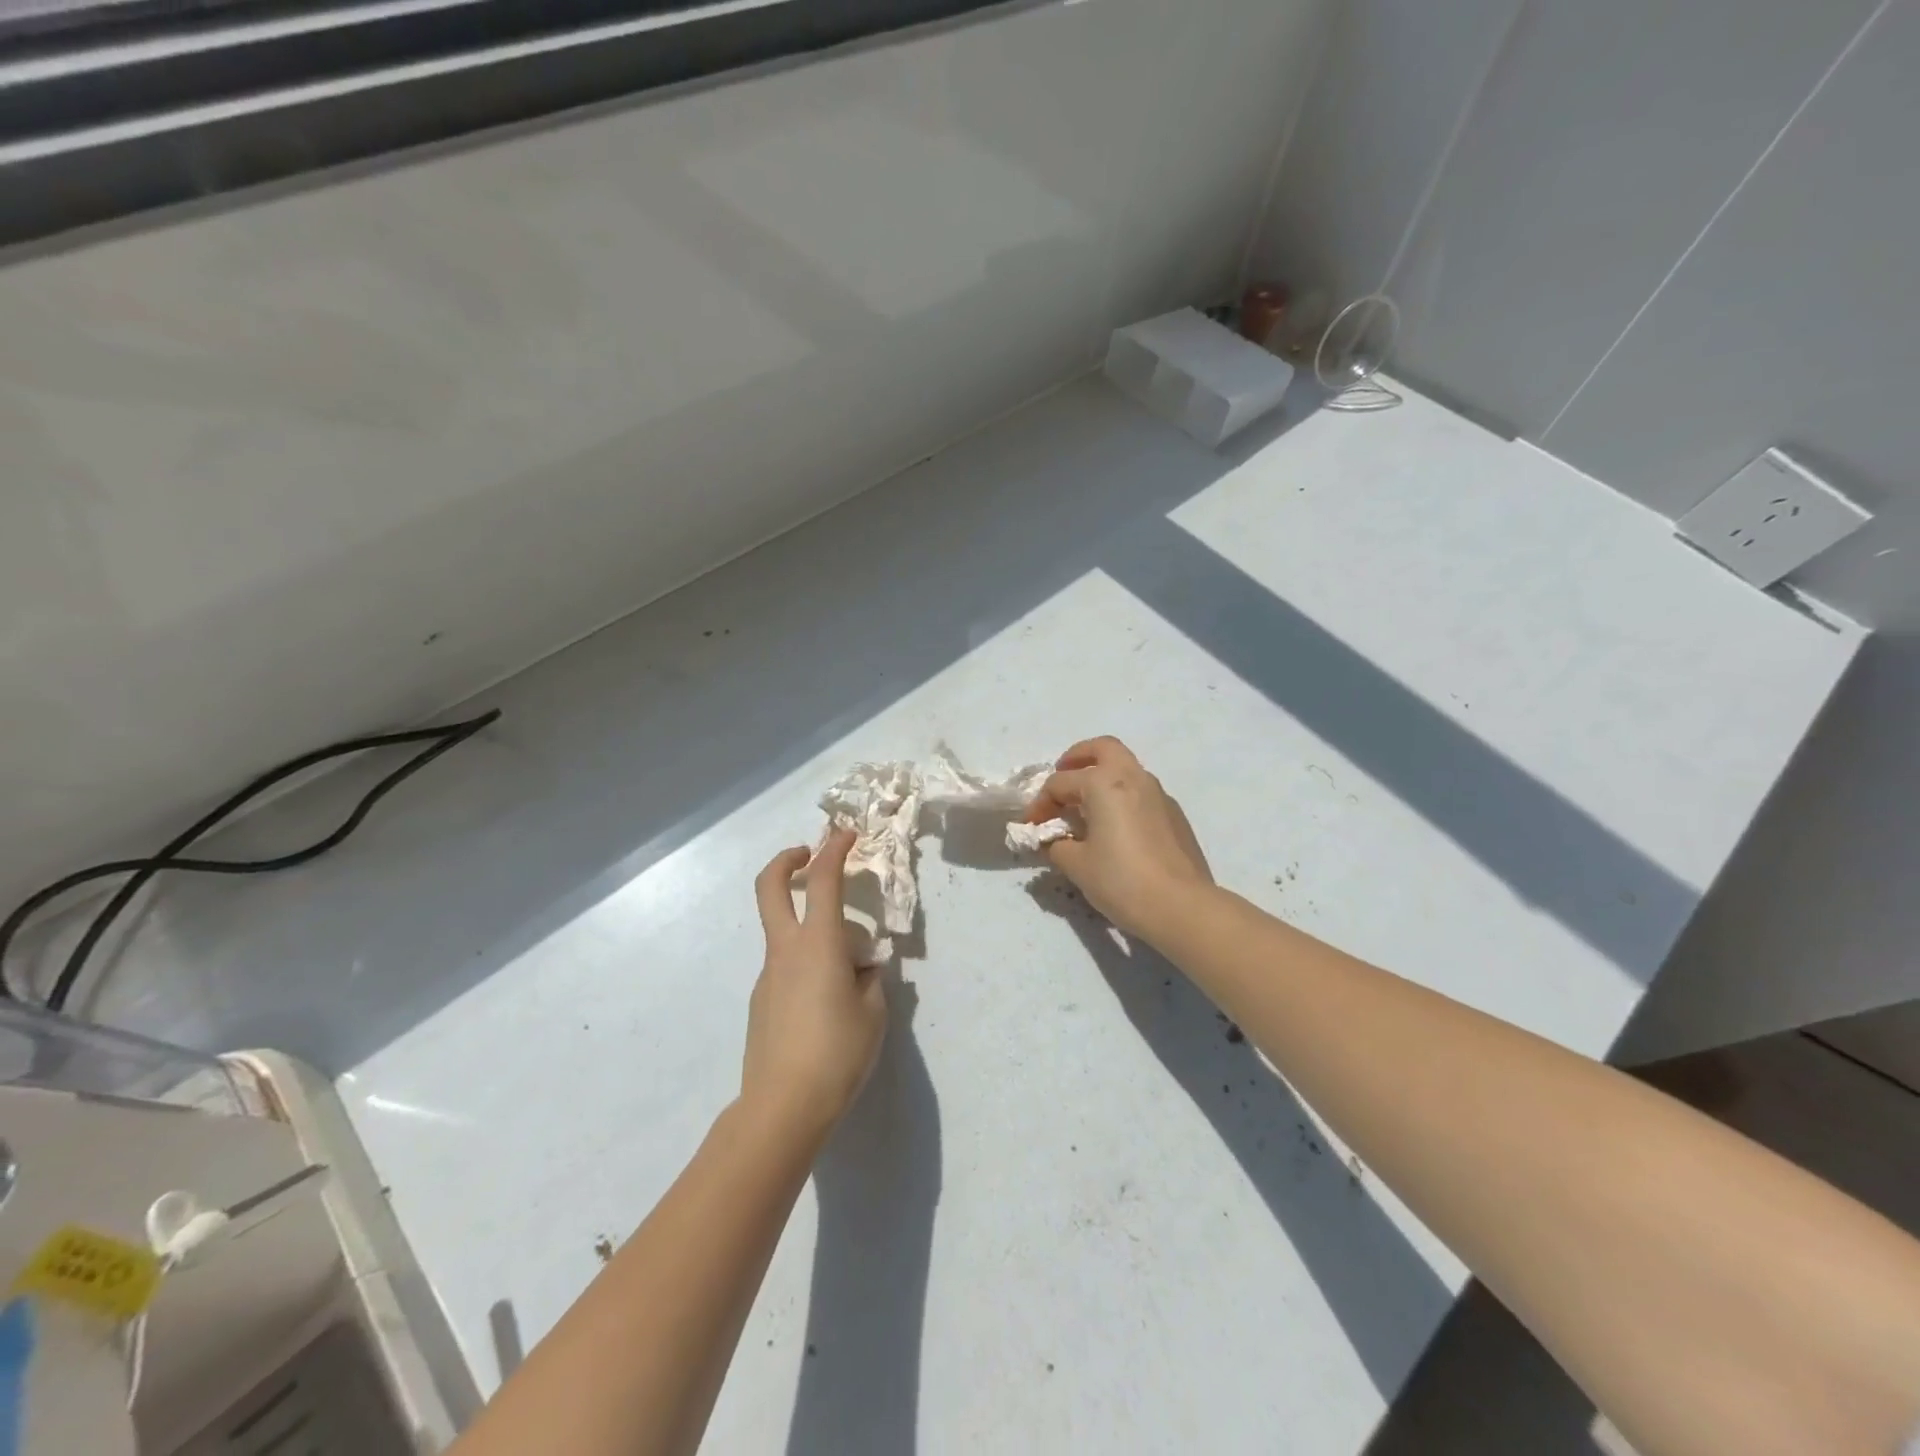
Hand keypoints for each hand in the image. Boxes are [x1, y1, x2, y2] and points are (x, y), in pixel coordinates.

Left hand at [744, 828, 887, 1141]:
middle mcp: (786, 950)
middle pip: (770, 887)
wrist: (781, 1108)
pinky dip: (808, 964)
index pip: (824, 880)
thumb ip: (870, 980)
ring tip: (851, 974)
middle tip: (808, 855)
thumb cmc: (836, 1054)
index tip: (847, 834)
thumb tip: (861, 970)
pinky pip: (786, 967)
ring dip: (811, 928)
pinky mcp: (761, 1002)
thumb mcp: (873, 1013)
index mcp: (819, 944)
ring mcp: (768, 975)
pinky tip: (829, 1005)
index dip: (835, 849)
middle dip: (786, 860)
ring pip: (785, 932)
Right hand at [1026, 736, 1213, 944]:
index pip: (1060, 783)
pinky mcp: (1174, 815)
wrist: (1181, 907)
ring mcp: (1159, 794)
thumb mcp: (1077, 865)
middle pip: (1103, 748)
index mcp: (1104, 783)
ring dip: (1103, 776)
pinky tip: (1116, 827)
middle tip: (1063, 775)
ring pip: (1126, 768)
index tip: (1031, 826)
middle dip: (1078, 757)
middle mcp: (1133, 778)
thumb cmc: (1122, 880)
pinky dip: (1122, 797)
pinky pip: (1141, 792)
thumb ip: (1057, 845)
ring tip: (1087, 805)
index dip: (1040, 804)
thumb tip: (1055, 841)